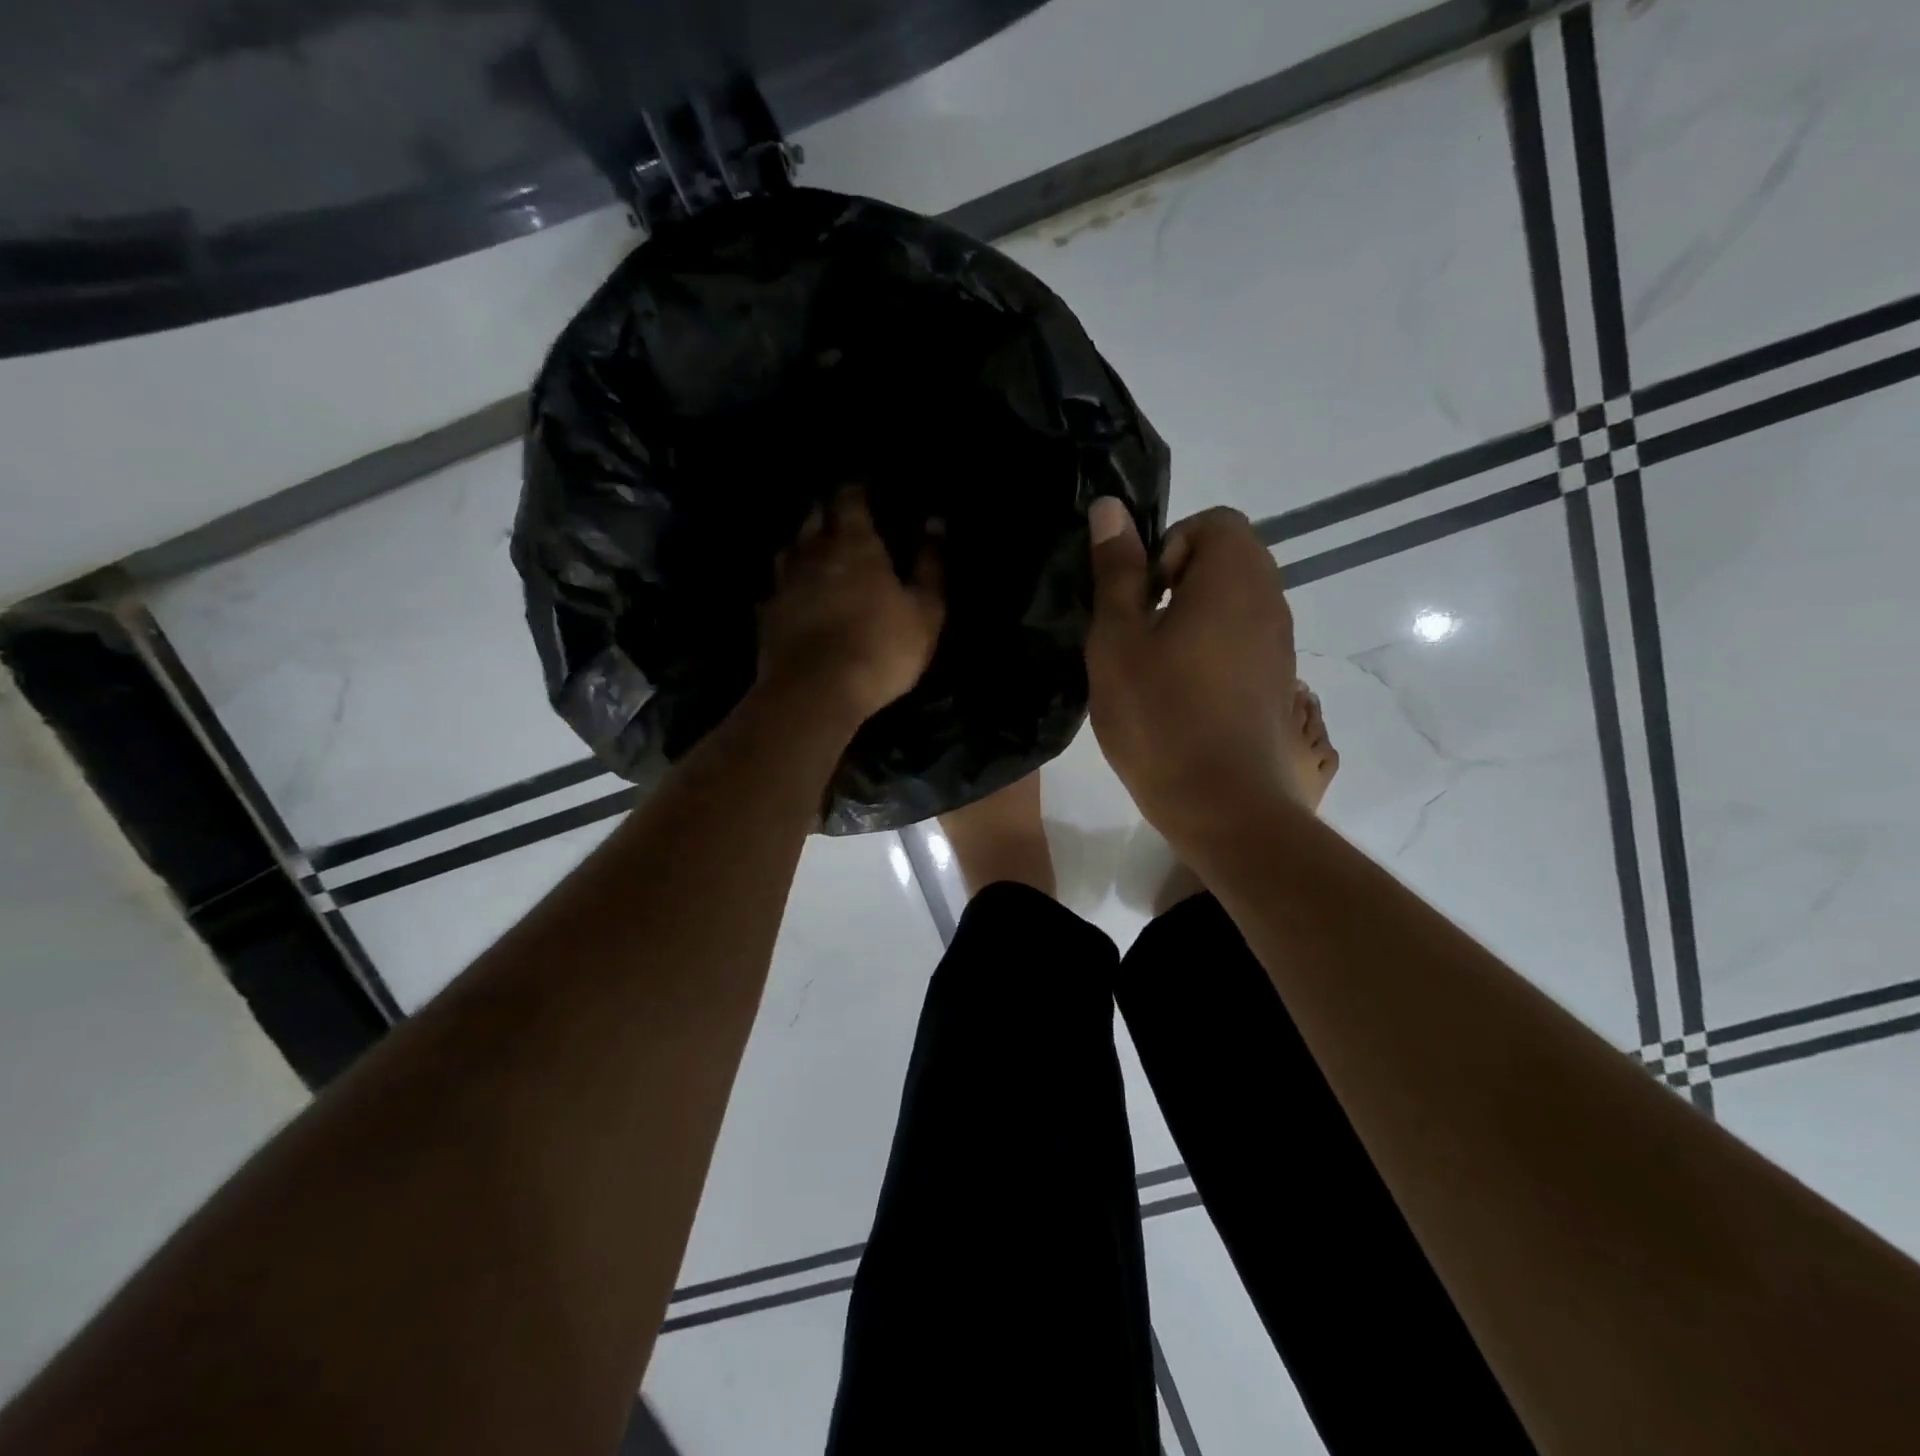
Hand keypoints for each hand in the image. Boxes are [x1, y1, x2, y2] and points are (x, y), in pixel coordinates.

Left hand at [757, 485, 944, 727]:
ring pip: (789, 550)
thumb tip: (935, 522)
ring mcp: (785, 584)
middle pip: (814, 520)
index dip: (855, 492)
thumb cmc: (882, 647)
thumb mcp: (925, 610)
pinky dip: (783, 584)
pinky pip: (774, 589)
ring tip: (810, 545)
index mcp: (856, 545)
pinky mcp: (768, 615)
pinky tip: (787, 591)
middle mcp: (814, 554)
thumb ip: (930, 564)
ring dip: (800, 543)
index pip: (850, 502)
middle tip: (835, 512)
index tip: (861, 488)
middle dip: (824, 512)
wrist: (818, 690)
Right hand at [1084, 499, 1299, 848]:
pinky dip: (1212, 647)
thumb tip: (1110, 508)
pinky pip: (1244, 638)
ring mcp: (1279, 644)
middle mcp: (1270, 601)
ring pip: (1235, 601)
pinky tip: (1181, 693)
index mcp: (1234, 578)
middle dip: (1179, 580)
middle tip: (1141, 629)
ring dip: (1194, 616)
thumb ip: (1116, 571)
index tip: (1141, 596)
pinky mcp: (1277, 681)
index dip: (1168, 547)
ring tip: (1156, 665)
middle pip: (1228, 558)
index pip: (1214, 522)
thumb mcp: (1118, 640)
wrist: (1224, 804)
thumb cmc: (1160, 716)